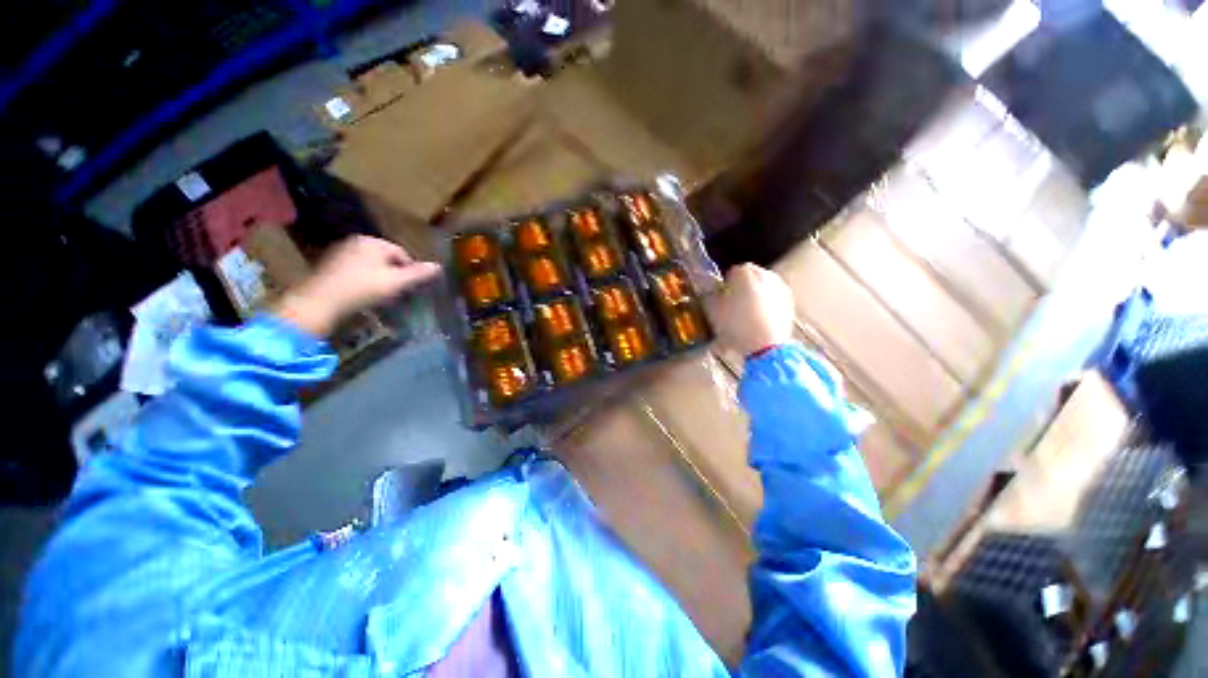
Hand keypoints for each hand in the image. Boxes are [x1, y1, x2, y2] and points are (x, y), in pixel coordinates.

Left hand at [272, 236, 440, 336]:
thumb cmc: (363, 289)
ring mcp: (341, 251)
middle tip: (397, 291)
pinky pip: (358, 268)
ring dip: (381, 277)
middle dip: (395, 273)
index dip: (410, 270)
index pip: (402, 253)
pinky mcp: (331, 264)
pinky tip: (364, 292)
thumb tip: (439, 267)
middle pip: (386, 258)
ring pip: (372, 263)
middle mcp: (357, 241)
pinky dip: (365, 278)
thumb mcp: (396, 282)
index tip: (411, 287)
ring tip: (382, 294)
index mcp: (373, 242)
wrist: (320, 302)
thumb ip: (418, 274)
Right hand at [712, 264, 794, 357]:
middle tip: (734, 302)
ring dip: (756, 294)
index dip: (727, 282)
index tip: (723, 294)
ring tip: (747, 312)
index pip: (735, 270)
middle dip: (743, 286)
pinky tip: (758, 319)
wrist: (766, 346)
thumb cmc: (738, 326)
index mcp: (746, 274)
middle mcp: (766, 276)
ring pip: (764, 286)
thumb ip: (711, 296)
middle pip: (752, 275)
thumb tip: (712, 292)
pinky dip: (766, 304)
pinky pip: (773, 298)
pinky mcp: (789, 303)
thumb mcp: (714, 311)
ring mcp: (780, 288)